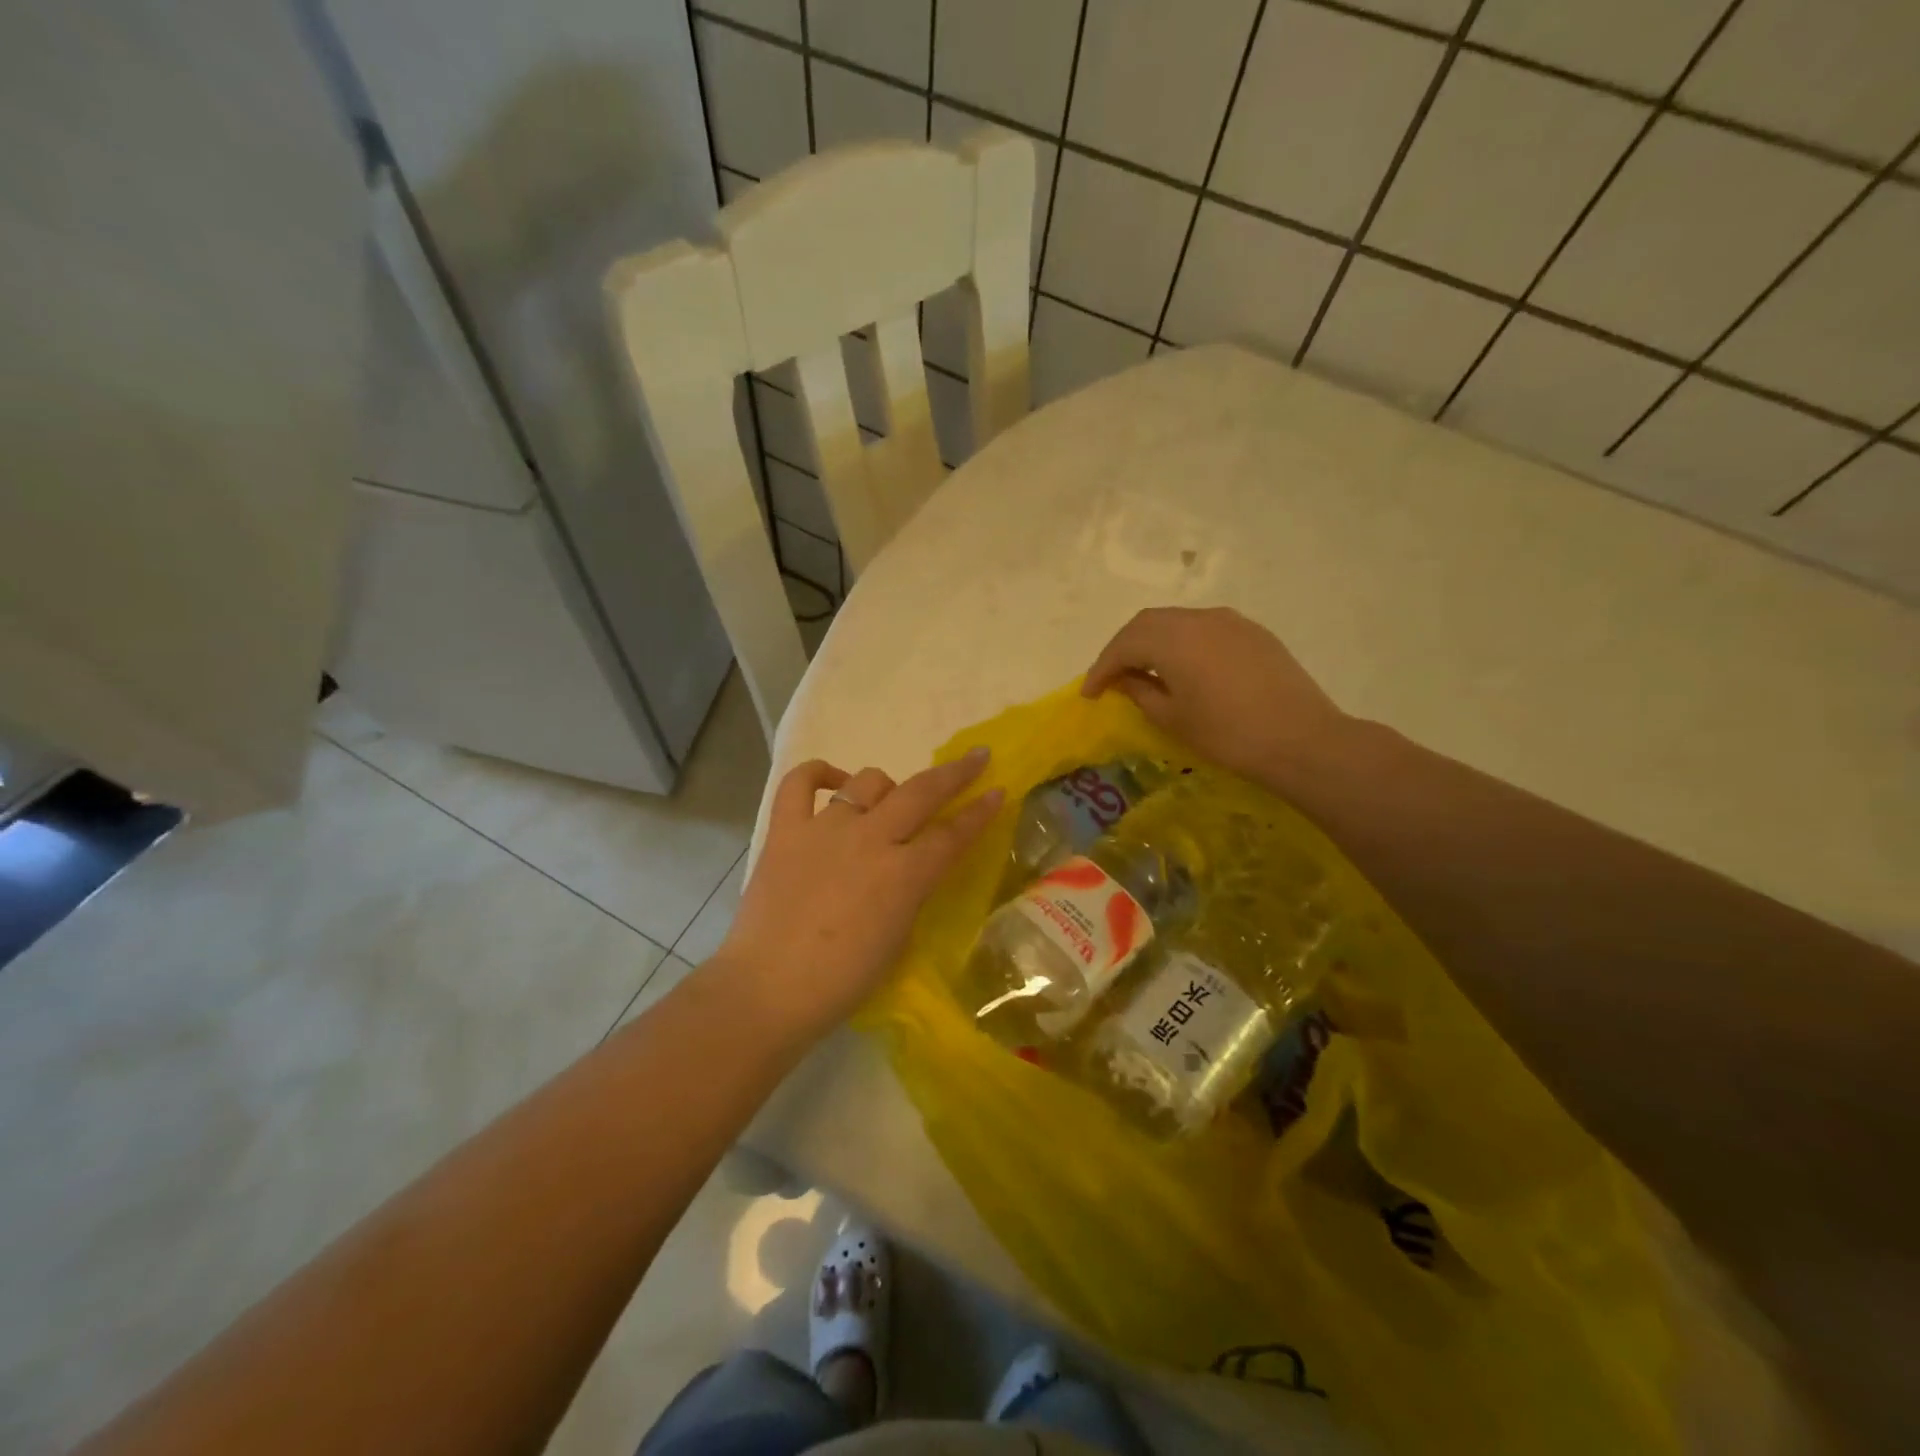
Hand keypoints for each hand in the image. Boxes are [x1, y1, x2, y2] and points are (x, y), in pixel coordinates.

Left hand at [715, 749, 1002, 1041]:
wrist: (768, 991)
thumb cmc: (843, 981)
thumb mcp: (898, 938)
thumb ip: (911, 892)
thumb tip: (912, 867)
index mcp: (903, 875)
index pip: (952, 834)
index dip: (980, 812)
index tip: (998, 791)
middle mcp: (869, 839)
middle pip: (921, 793)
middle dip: (955, 774)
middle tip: (975, 758)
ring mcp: (825, 829)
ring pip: (868, 782)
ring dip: (888, 786)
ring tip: (889, 800)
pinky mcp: (785, 830)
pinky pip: (800, 783)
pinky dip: (819, 773)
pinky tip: (834, 780)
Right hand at [1083, 607, 1348, 786]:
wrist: (1301, 739)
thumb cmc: (1227, 734)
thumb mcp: (1173, 718)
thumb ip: (1140, 692)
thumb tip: (1123, 679)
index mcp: (1172, 639)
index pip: (1123, 645)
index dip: (1101, 668)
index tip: (1088, 693)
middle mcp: (1198, 618)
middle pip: (1146, 624)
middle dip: (1123, 648)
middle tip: (1111, 677)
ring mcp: (1229, 621)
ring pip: (1176, 621)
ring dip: (1152, 642)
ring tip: (1143, 670)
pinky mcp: (1252, 632)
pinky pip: (1203, 627)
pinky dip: (1181, 642)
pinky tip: (1183, 666)